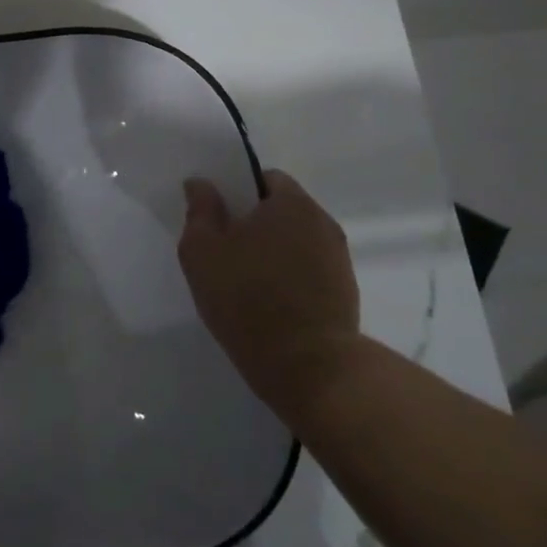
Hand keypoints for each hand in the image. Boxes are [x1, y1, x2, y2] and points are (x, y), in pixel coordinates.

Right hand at [178, 169, 360, 423]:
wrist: (310, 368)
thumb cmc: (248, 299)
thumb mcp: (202, 252)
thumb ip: (200, 211)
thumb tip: (202, 184)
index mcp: (291, 203)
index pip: (264, 178)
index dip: (238, 192)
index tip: (217, 216)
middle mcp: (323, 222)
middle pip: (282, 209)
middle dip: (255, 222)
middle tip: (225, 248)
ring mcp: (339, 259)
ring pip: (297, 240)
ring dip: (274, 251)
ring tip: (246, 279)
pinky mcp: (346, 292)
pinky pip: (310, 269)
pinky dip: (290, 276)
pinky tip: (269, 302)